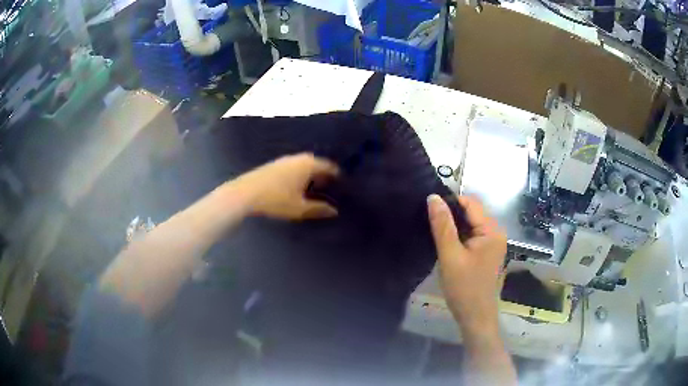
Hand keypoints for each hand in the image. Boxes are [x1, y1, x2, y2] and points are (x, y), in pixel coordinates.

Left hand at [234, 153, 339, 219]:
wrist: (245, 193)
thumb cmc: (276, 200)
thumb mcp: (299, 208)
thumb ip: (318, 209)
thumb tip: (334, 211)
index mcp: (308, 165)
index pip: (329, 166)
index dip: (336, 175)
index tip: (342, 185)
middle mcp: (298, 158)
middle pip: (316, 163)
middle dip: (323, 174)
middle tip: (328, 188)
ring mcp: (284, 159)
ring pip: (303, 164)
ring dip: (310, 174)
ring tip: (313, 188)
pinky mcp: (274, 164)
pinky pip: (293, 166)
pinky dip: (299, 174)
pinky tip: (295, 186)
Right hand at [427, 194, 506, 334]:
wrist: (476, 318)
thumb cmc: (464, 288)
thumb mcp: (450, 256)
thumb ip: (442, 225)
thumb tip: (433, 197)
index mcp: (492, 230)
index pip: (470, 203)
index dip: (449, 202)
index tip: (428, 209)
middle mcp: (496, 232)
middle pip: (472, 213)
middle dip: (451, 215)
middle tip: (428, 223)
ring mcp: (494, 243)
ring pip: (471, 225)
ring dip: (454, 227)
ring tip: (434, 233)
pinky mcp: (488, 253)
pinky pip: (473, 236)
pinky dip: (459, 237)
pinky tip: (446, 244)